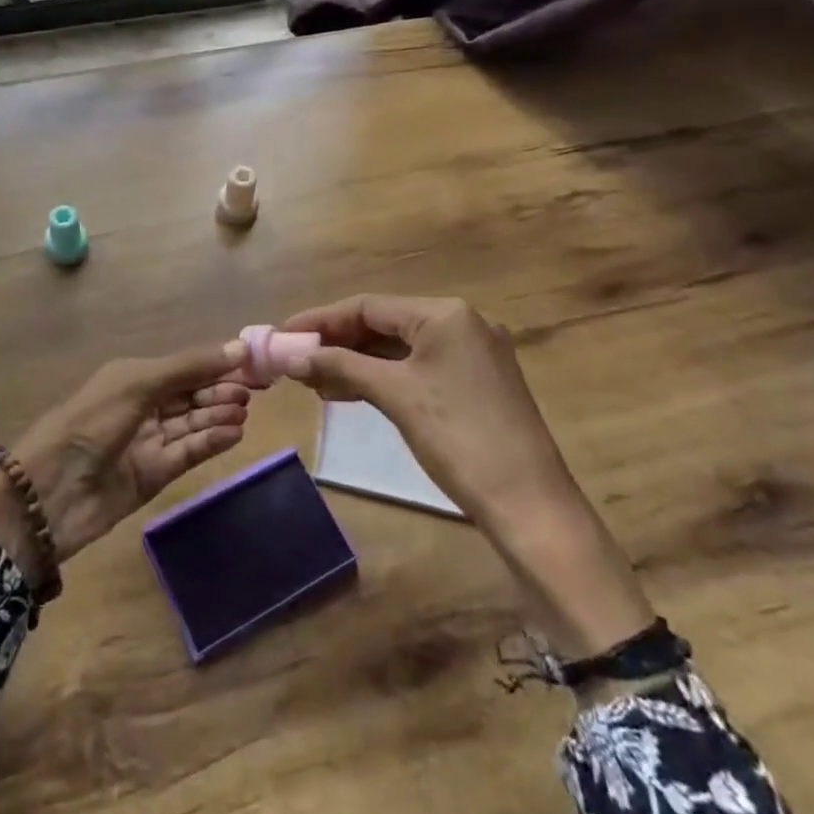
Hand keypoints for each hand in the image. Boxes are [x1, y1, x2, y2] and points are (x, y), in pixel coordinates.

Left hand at [0, 340, 248, 582]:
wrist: (50, 493)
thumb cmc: (91, 423)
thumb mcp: (138, 384)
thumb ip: (188, 367)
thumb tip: (238, 347)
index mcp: (133, 378)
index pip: (183, 368)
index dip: (215, 364)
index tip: (251, 362)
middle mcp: (142, 407)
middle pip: (190, 395)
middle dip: (220, 390)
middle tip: (254, 390)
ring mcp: (148, 442)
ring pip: (192, 424)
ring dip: (218, 414)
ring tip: (245, 410)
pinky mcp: (154, 475)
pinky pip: (188, 453)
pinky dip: (211, 442)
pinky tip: (234, 433)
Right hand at [281, 295, 652, 657]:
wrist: (531, 507)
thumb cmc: (459, 439)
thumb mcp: (395, 395)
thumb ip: (340, 366)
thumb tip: (289, 355)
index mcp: (445, 314)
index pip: (367, 306)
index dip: (320, 320)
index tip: (282, 333)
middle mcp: (461, 323)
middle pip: (382, 323)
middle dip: (336, 342)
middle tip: (294, 359)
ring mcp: (471, 354)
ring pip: (398, 348)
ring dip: (355, 362)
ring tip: (313, 380)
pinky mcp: (475, 384)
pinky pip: (416, 368)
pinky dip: (381, 377)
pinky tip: (348, 392)